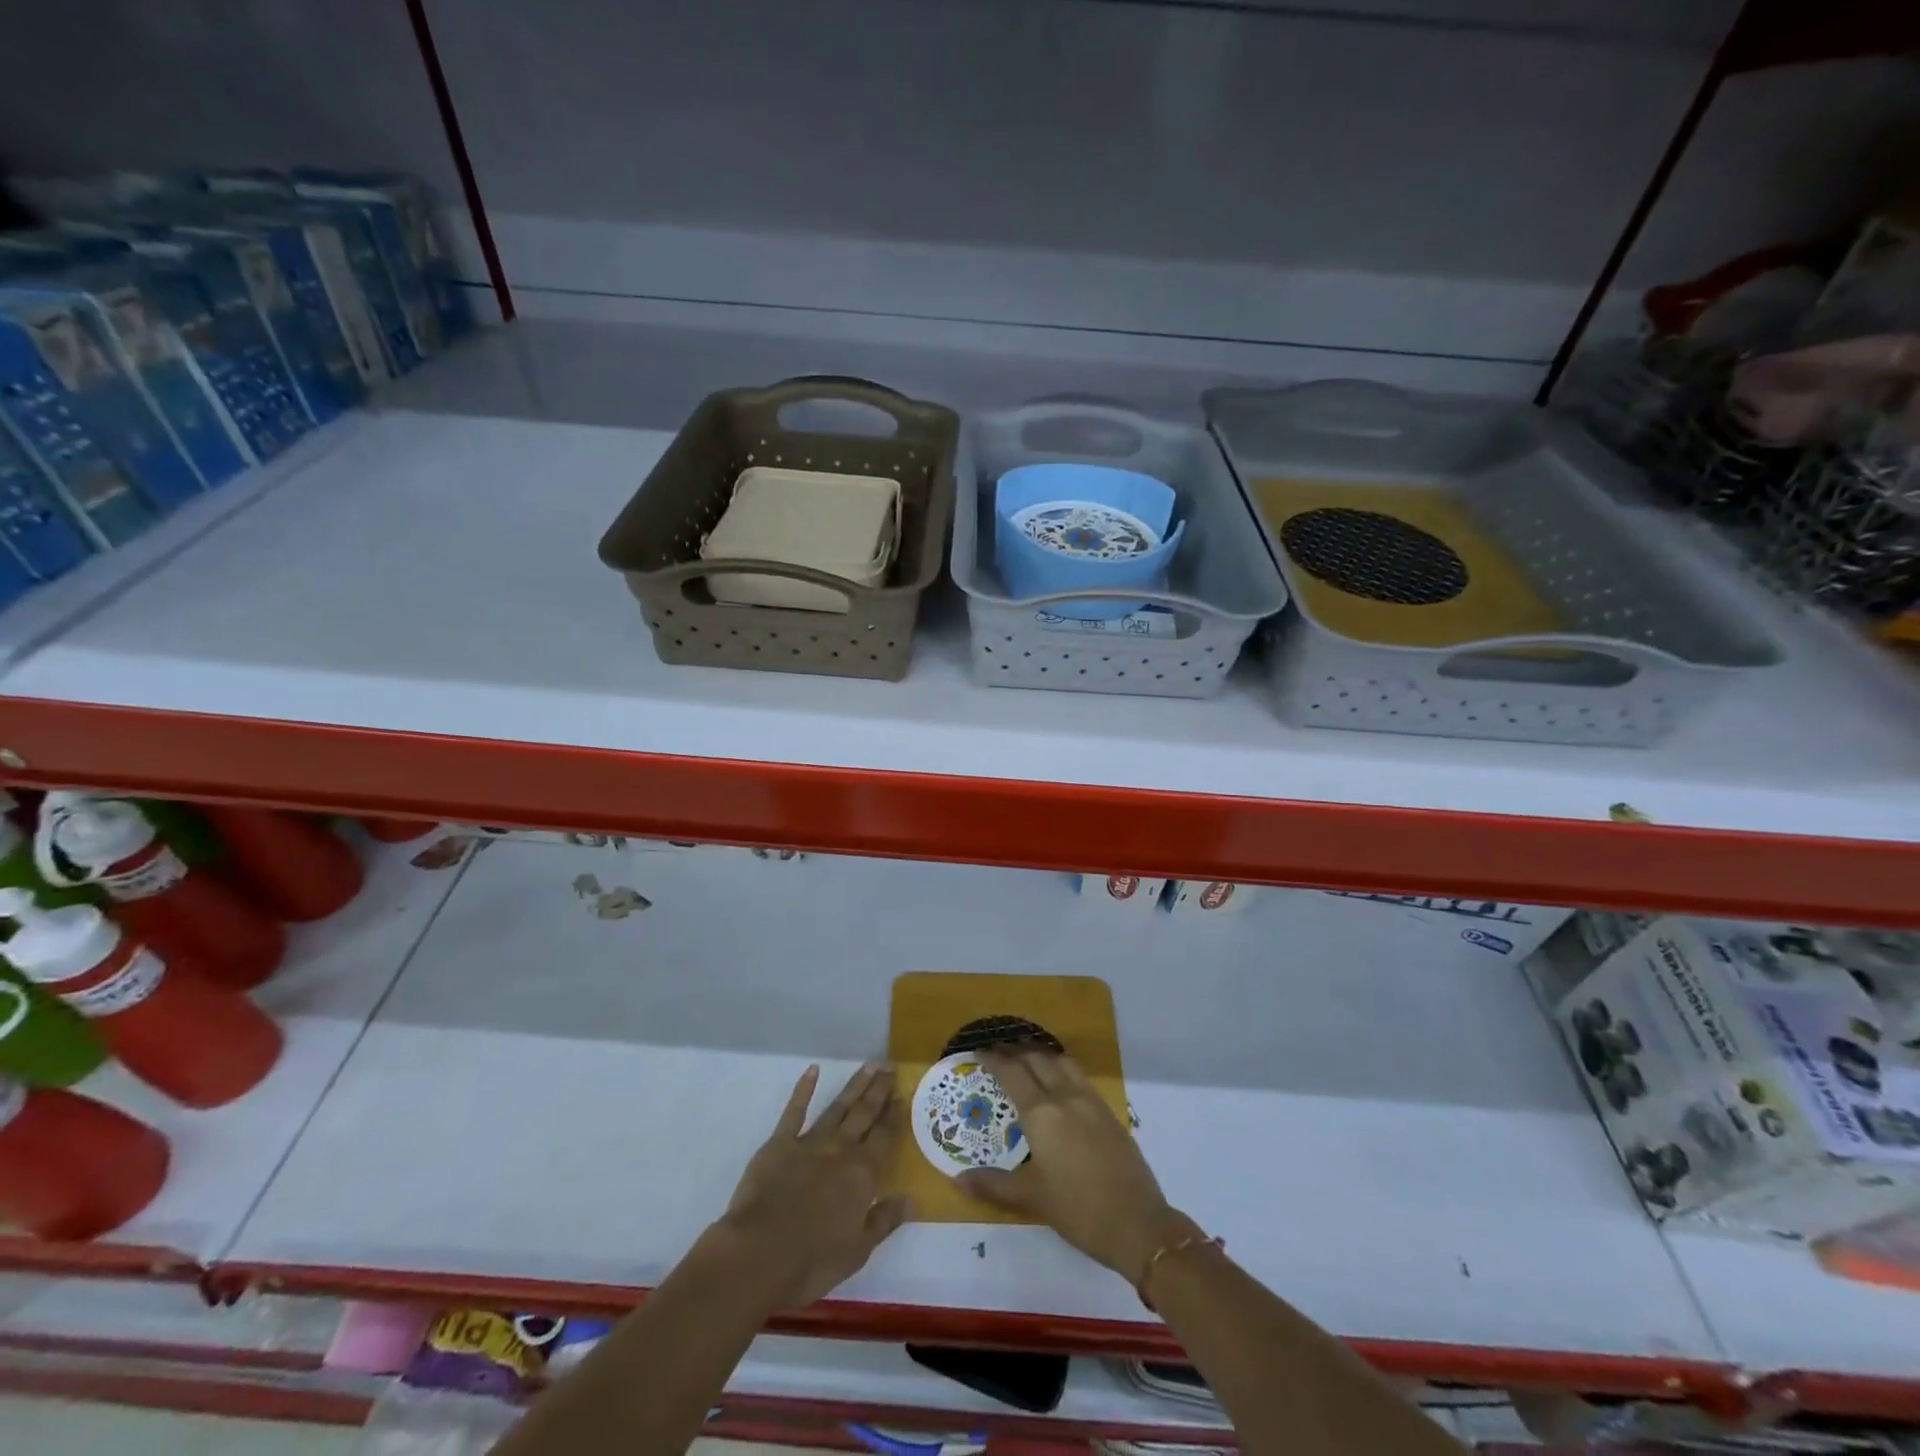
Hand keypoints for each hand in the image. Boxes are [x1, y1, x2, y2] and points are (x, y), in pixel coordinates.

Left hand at [715, 1063, 911, 1310]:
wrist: (757, 1255)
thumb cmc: (811, 1260)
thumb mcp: (858, 1250)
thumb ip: (885, 1220)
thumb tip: (914, 1198)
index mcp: (862, 1175)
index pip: (884, 1137)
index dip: (895, 1115)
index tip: (903, 1093)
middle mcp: (841, 1150)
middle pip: (865, 1114)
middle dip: (879, 1090)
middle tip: (890, 1066)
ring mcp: (810, 1142)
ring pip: (838, 1107)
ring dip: (854, 1085)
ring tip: (869, 1065)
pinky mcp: (779, 1143)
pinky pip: (794, 1111)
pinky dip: (804, 1089)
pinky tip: (812, 1071)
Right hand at [958, 1047, 1193, 1285]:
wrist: (1138, 1223)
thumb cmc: (1078, 1210)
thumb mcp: (1032, 1198)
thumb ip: (993, 1185)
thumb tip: (958, 1179)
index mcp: (1042, 1114)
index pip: (1012, 1073)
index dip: (994, 1059)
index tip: (978, 1050)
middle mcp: (1065, 1097)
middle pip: (1037, 1059)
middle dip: (1015, 1050)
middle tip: (998, 1049)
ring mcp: (1090, 1101)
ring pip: (1061, 1062)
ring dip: (1041, 1054)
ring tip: (1027, 1057)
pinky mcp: (1108, 1112)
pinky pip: (1079, 1076)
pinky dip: (1061, 1068)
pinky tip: (1059, 1082)